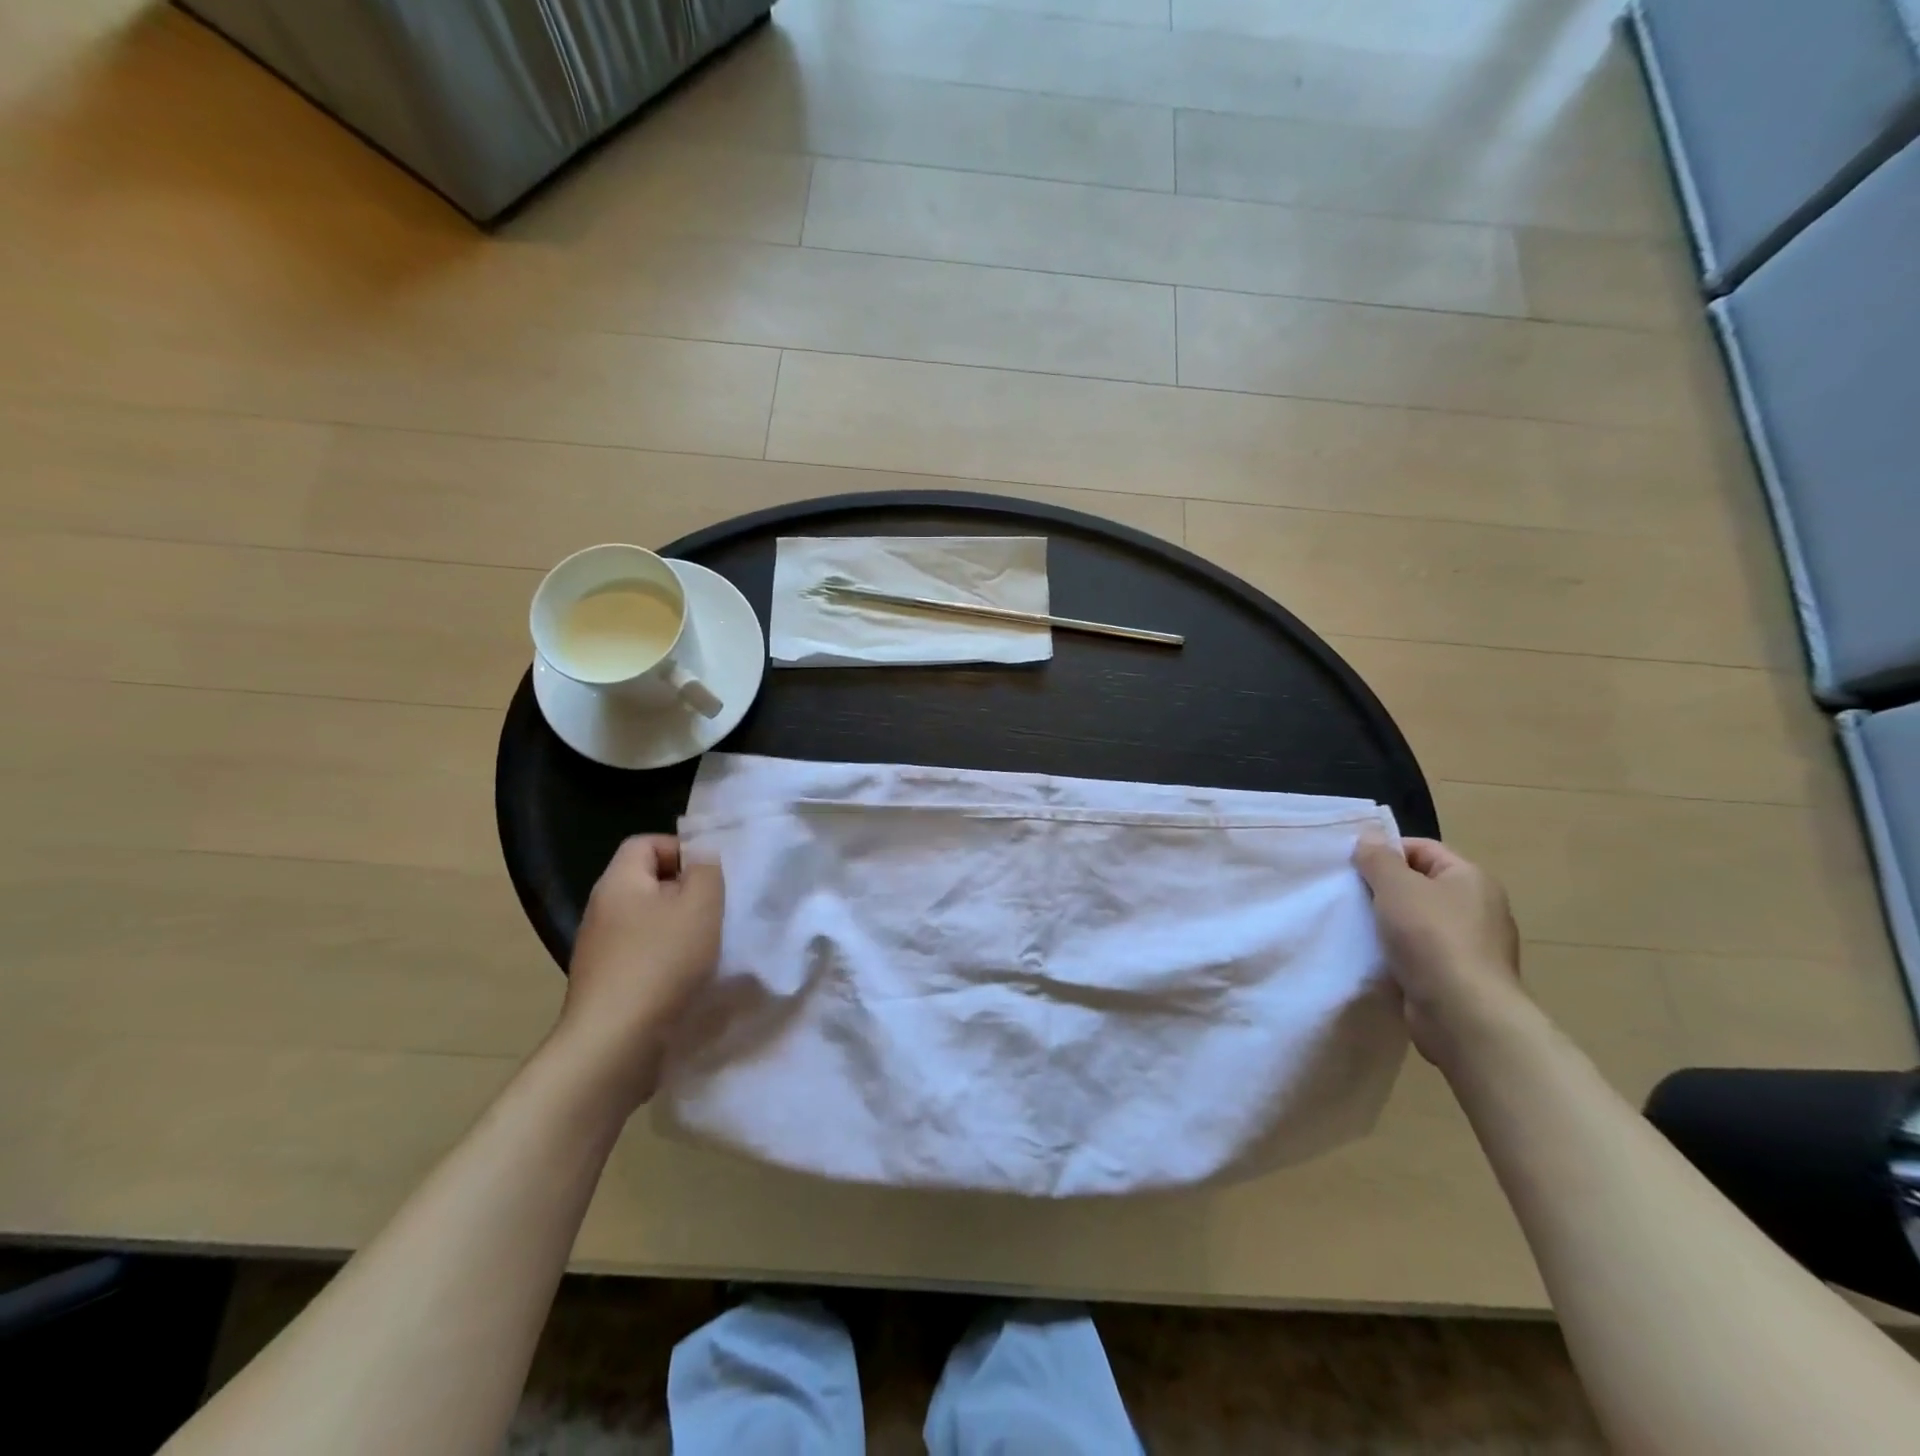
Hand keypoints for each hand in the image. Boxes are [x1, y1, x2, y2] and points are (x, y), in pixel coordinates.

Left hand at [555, 835, 723, 1112]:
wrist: (615, 1044)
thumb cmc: (661, 962)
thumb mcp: (700, 904)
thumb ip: (706, 870)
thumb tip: (701, 859)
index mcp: (618, 883)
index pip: (646, 843)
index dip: (681, 850)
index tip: (712, 876)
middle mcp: (603, 911)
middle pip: (650, 885)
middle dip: (687, 894)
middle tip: (718, 911)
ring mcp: (601, 951)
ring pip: (650, 924)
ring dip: (681, 932)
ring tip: (710, 948)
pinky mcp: (609, 986)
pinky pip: (645, 958)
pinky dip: (669, 963)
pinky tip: (690, 980)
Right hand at [1353, 836, 1522, 1066]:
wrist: (1463, 1014)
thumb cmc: (1431, 938)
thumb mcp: (1396, 886)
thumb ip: (1378, 858)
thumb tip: (1369, 837)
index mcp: (1471, 878)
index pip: (1422, 849)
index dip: (1386, 852)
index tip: (1354, 867)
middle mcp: (1479, 907)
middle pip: (1420, 884)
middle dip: (1384, 888)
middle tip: (1351, 895)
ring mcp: (1473, 945)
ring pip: (1419, 920)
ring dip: (1389, 922)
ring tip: (1358, 926)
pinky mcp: (1460, 976)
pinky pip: (1422, 952)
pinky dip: (1399, 951)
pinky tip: (1377, 956)